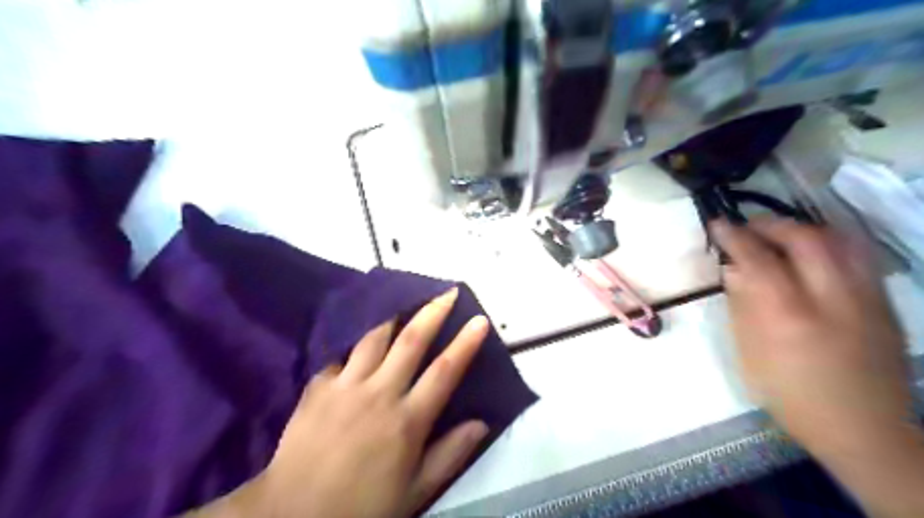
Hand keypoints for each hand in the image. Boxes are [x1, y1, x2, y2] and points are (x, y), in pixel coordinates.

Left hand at [186, 288, 490, 517]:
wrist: (291, 514)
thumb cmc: (361, 507)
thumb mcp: (415, 492)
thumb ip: (450, 454)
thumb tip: (481, 422)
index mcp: (407, 421)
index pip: (444, 371)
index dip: (465, 343)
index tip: (479, 319)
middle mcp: (379, 393)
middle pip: (411, 342)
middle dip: (432, 312)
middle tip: (447, 291)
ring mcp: (345, 386)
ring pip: (373, 338)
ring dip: (393, 315)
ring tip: (404, 298)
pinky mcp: (317, 387)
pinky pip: (340, 355)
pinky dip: (354, 342)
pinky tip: (359, 334)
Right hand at [716, 218, 923, 517]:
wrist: (864, 429)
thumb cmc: (792, 396)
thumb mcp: (750, 355)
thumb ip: (742, 306)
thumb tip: (732, 270)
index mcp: (788, 317)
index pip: (758, 259)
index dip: (734, 236)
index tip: (717, 224)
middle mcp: (832, 300)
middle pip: (805, 239)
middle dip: (771, 224)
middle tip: (748, 226)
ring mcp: (866, 299)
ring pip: (840, 240)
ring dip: (803, 229)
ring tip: (780, 234)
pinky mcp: (885, 304)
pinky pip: (859, 256)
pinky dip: (830, 242)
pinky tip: (812, 251)